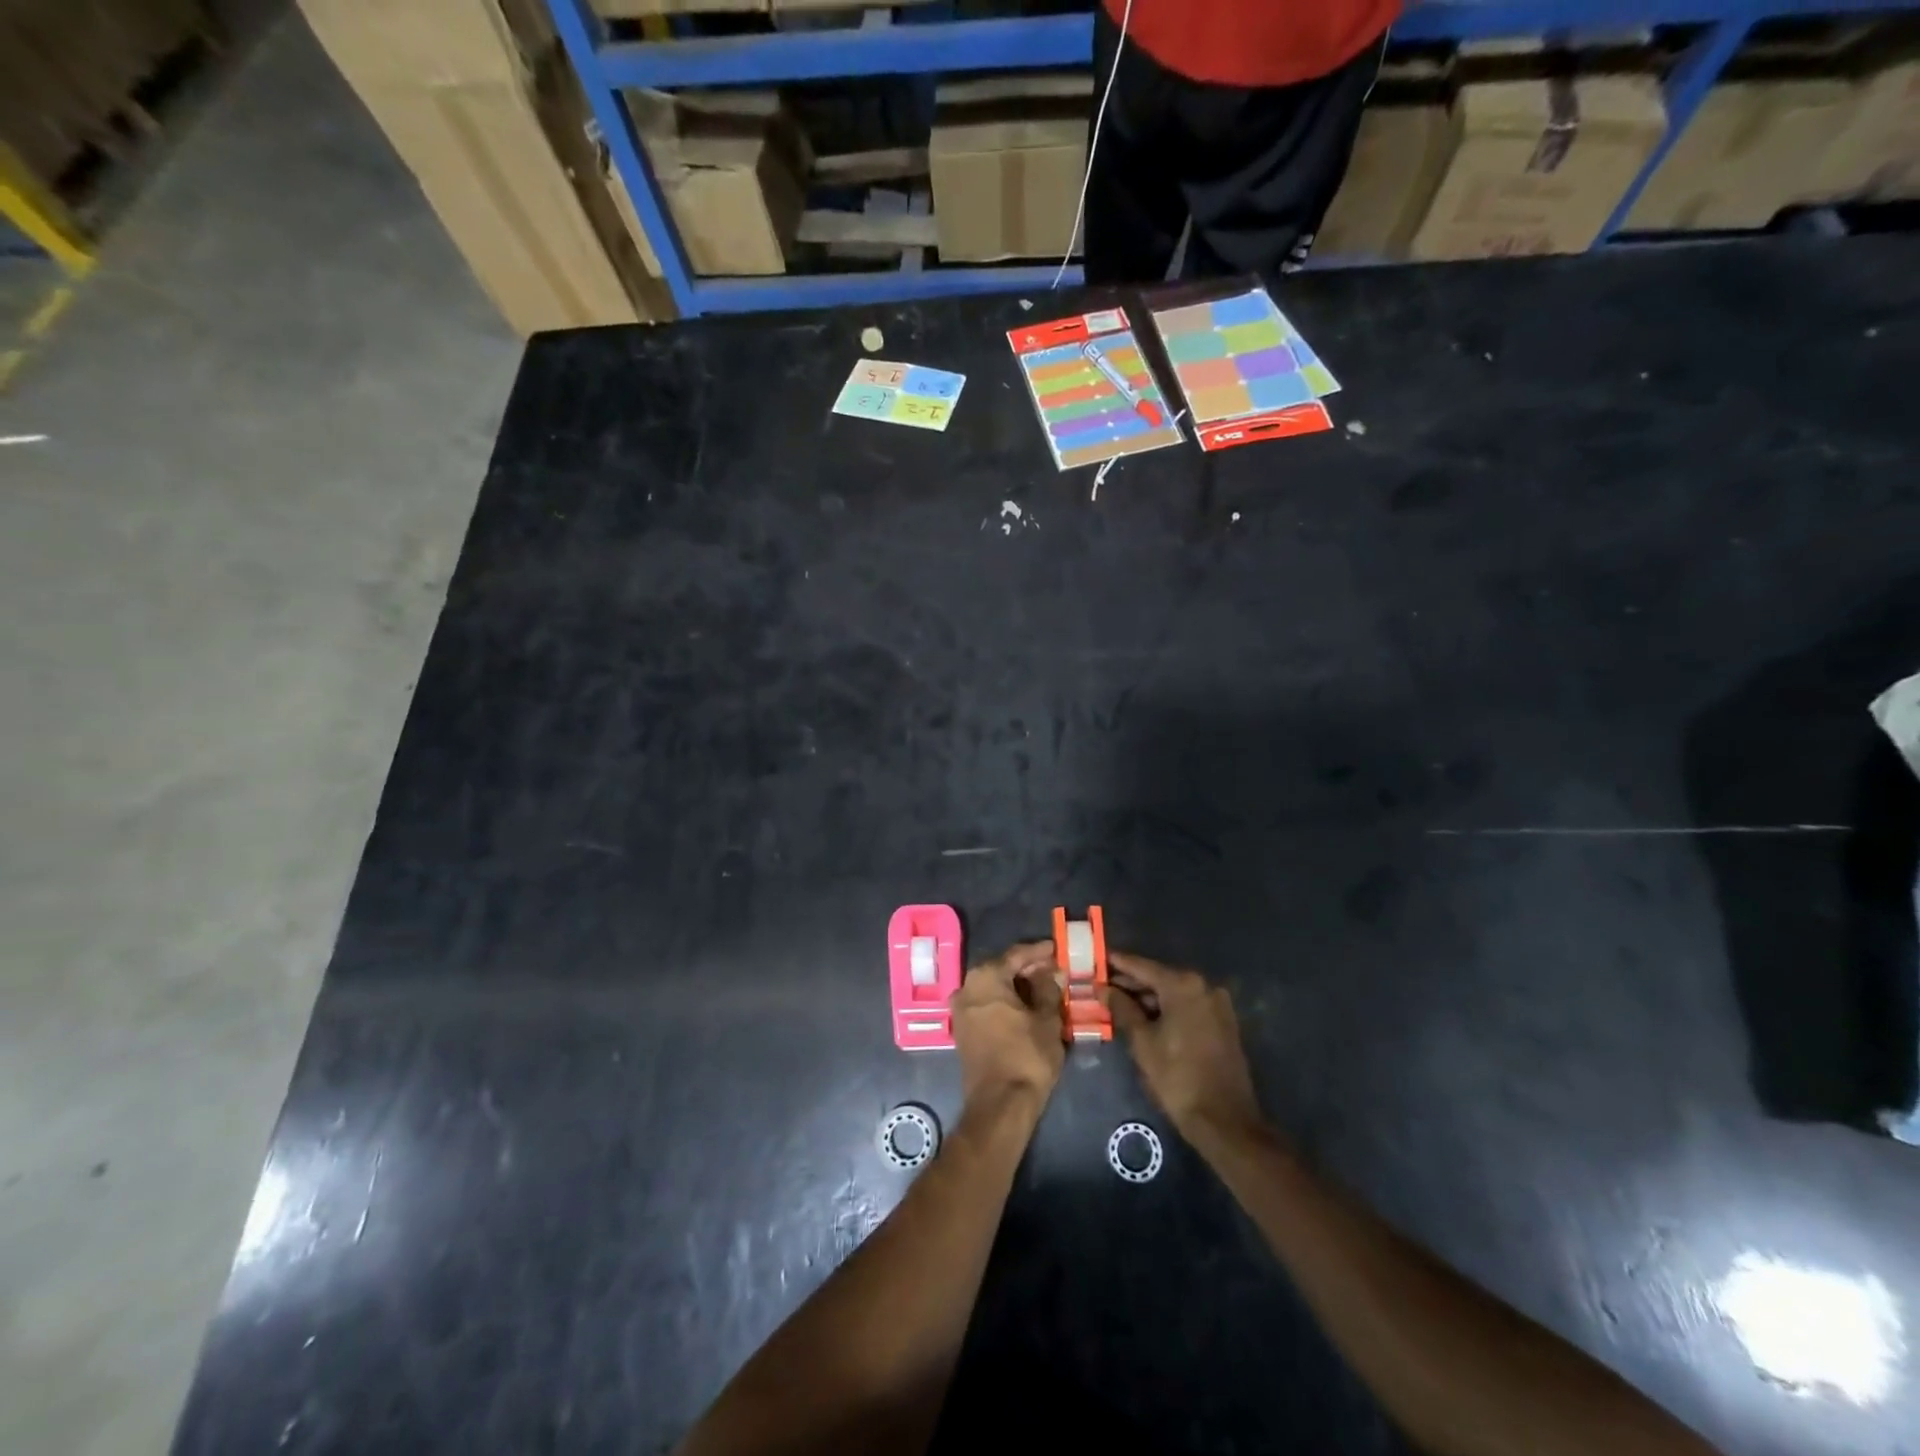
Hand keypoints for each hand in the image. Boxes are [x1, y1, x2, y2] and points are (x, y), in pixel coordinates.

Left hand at [950, 941, 1064, 1111]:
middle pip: (1001, 969)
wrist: (999, 1105)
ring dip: (1016, 987)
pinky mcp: (963, 1031)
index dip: (1038, 952)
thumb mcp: (1047, 1020)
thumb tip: (1051, 972)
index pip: (1016, 954)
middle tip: (1052, 970)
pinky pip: (986, 1005)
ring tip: (1043, 989)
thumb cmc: (1026, 1056)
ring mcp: (961, 1010)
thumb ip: (1048, 990)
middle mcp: (967, 987)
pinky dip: (1005, 1002)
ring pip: (993, 988)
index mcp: (986, 977)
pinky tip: (1026, 1008)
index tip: (1056, 949)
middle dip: (1026, 969)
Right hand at [1106, 951, 1264, 1148]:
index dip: (1117, 963)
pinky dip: (1166, 1009)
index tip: (1097, 958)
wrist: (1224, 1120)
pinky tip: (1144, 1018)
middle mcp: (1204, 986)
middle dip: (1131, 983)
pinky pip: (1188, 1007)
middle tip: (1102, 985)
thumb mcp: (1142, 1041)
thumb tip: (1104, 989)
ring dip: (1148, 998)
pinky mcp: (1223, 1023)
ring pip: (1174, 993)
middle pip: (1159, 978)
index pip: (1142, 966)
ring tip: (1118, 1004)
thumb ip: (1122, 1009)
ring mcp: (1217, 1004)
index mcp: (1184, 985)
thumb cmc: (1177, 1077)